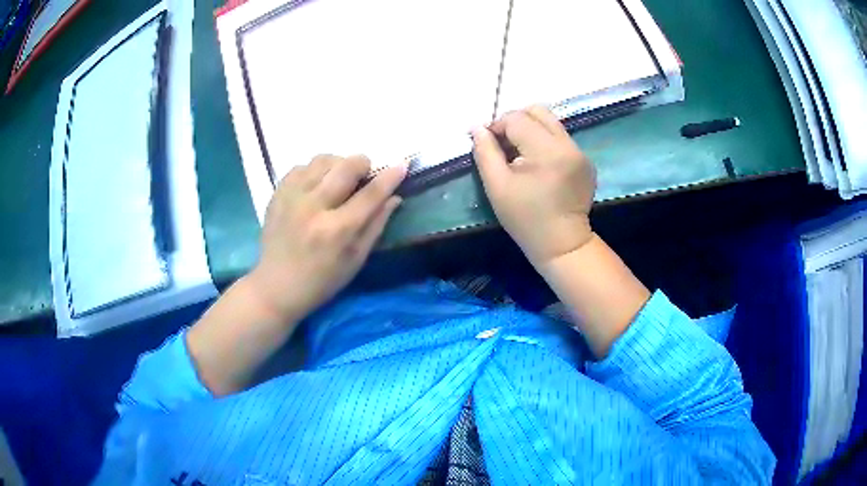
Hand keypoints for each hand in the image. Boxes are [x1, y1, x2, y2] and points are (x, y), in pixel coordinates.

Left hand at [248, 155, 405, 320]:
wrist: (276, 286)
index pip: (370, 194)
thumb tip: (394, 197)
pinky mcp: (277, 194)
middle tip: (365, 175)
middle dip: (363, 164)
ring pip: (322, 160)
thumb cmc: (322, 280)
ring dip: (338, 164)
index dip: (389, 177)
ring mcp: (291, 197)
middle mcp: (313, 208)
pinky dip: (315, 170)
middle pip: (346, 167)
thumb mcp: (356, 260)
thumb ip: (376, 225)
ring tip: (339, 180)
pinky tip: (317, 185)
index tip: (402, 165)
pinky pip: (301, 166)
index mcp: (337, 231)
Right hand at [472, 106, 596, 266]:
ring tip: (520, 155)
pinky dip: (545, 143)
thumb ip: (485, 152)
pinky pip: (561, 138)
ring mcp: (580, 152)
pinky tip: (538, 166)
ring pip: (550, 123)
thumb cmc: (526, 219)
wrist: (563, 244)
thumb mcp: (497, 187)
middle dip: (516, 121)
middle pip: (538, 111)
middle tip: (504, 144)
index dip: (497, 126)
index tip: (488, 143)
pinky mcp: (586, 161)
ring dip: (530, 131)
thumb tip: (477, 128)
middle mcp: (568, 145)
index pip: (517, 119)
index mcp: (547, 151)